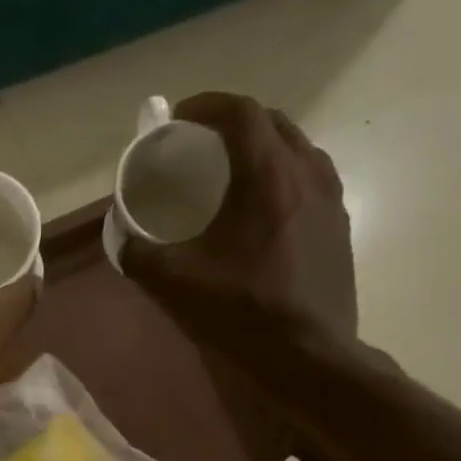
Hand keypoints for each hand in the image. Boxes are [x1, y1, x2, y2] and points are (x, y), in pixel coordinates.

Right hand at [125, 93, 356, 359]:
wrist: (310, 354)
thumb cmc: (243, 311)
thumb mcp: (175, 283)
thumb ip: (139, 254)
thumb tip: (121, 238)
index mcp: (267, 176)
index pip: (241, 112)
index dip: (207, 106)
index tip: (178, 118)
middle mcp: (306, 172)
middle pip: (272, 123)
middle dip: (233, 123)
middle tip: (202, 145)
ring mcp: (330, 198)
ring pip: (296, 149)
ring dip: (262, 148)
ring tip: (232, 173)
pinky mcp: (338, 224)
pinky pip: (309, 178)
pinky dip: (281, 175)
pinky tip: (261, 210)